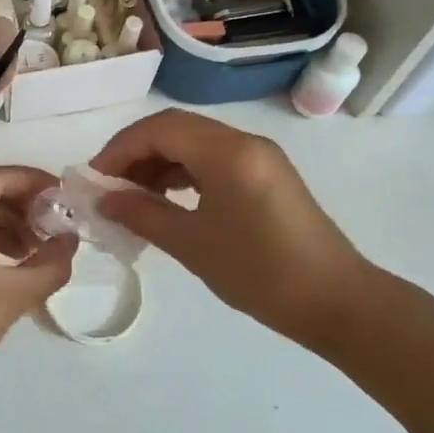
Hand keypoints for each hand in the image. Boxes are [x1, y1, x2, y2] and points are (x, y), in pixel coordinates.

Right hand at [91, 109, 370, 347]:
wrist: (338, 304)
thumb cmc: (261, 273)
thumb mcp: (193, 245)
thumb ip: (142, 214)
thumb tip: (104, 200)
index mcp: (227, 152)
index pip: (160, 129)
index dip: (120, 148)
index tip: (95, 178)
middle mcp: (244, 142)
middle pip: (176, 129)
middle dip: (136, 152)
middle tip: (109, 185)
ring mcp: (259, 157)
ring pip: (194, 143)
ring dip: (159, 162)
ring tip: (133, 196)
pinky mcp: (266, 175)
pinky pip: (213, 159)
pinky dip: (183, 173)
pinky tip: (167, 200)